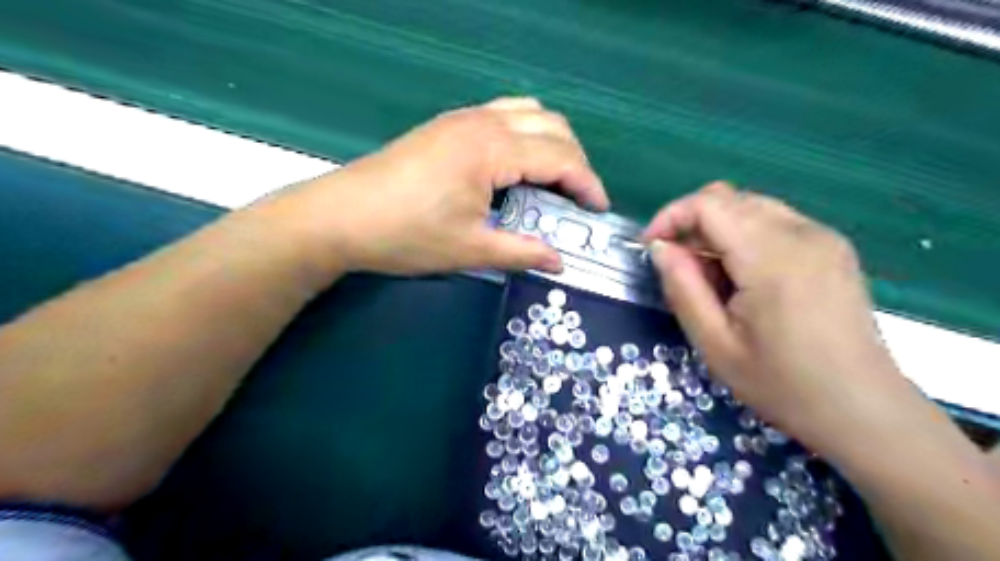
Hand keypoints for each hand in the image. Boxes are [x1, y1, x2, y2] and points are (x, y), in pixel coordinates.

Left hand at [261, 99, 603, 277]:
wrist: (339, 218)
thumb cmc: (406, 235)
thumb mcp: (469, 250)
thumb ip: (521, 252)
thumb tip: (558, 262)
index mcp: (491, 150)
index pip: (559, 157)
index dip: (587, 183)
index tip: (599, 209)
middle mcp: (482, 122)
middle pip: (551, 125)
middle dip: (575, 159)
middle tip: (579, 197)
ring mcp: (461, 119)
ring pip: (527, 112)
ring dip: (551, 141)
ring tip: (555, 178)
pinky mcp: (446, 125)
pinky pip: (502, 115)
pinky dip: (525, 134)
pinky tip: (518, 165)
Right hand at [646, 182, 911, 452]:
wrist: (863, 409)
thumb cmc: (782, 384)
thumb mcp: (715, 344)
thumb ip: (682, 288)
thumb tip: (660, 248)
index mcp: (772, 258)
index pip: (708, 203)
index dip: (670, 216)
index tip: (650, 247)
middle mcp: (802, 233)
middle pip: (729, 198)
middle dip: (691, 223)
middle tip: (678, 267)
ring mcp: (823, 236)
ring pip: (750, 206)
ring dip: (717, 229)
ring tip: (710, 276)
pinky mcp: (832, 246)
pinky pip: (774, 221)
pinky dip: (743, 236)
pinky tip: (743, 276)